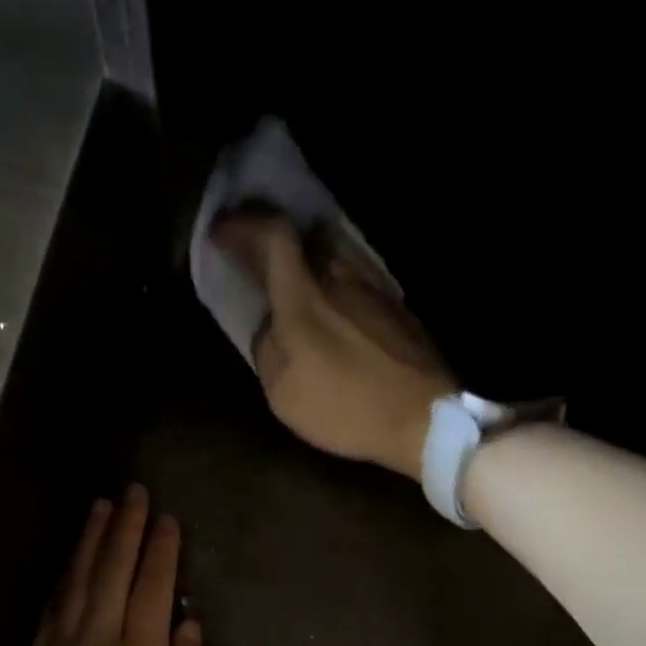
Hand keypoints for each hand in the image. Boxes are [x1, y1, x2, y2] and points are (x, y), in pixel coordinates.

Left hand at [10, 486, 207, 645]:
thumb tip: (188, 625)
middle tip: (133, 493)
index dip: (160, 550)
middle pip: (112, 571)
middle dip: (125, 529)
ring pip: (78, 581)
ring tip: (100, 508)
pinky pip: (53, 607)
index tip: (167, 519)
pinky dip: (64, 576)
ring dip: (90, 541)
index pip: (151, 588)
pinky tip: (70, 560)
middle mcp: (99, 642)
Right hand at [213, 214, 455, 482]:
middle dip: (274, 234)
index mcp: (305, 299)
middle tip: (255, 248)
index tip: (222, 231)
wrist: (423, 420)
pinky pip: (355, 274)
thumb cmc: (346, 409)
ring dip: (307, 253)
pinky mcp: (396, 305)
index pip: (273, 237)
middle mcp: (340, 279)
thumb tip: (271, 326)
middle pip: (306, 233)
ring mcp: (374, 288)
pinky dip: (333, 277)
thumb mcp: (284, 394)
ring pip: (334, 251)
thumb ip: (269, 349)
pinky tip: (330, 300)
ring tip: (291, 272)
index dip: (244, 225)